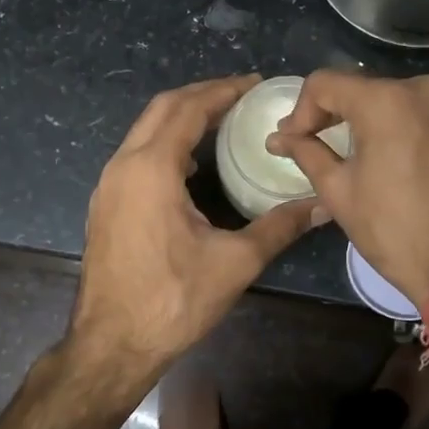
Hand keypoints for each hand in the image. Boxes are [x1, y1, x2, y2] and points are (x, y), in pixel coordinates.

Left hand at [66, 76, 327, 377]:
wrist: (111, 346)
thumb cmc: (173, 300)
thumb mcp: (235, 262)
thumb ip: (280, 226)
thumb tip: (323, 204)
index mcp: (152, 168)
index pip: (188, 108)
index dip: (222, 91)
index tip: (254, 82)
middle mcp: (123, 165)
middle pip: (162, 109)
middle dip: (201, 94)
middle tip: (240, 93)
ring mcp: (108, 185)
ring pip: (144, 130)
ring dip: (180, 117)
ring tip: (221, 120)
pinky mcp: (105, 204)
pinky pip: (136, 154)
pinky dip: (165, 142)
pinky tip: (191, 165)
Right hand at [267, 72, 428, 303]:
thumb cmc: (395, 232)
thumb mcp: (339, 192)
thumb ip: (306, 153)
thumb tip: (278, 138)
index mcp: (386, 101)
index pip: (326, 84)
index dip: (301, 110)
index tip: (293, 140)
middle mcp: (425, 88)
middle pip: (365, 89)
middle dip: (338, 115)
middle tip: (320, 145)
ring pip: (401, 100)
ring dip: (377, 121)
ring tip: (367, 157)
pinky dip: (412, 128)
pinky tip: (407, 160)